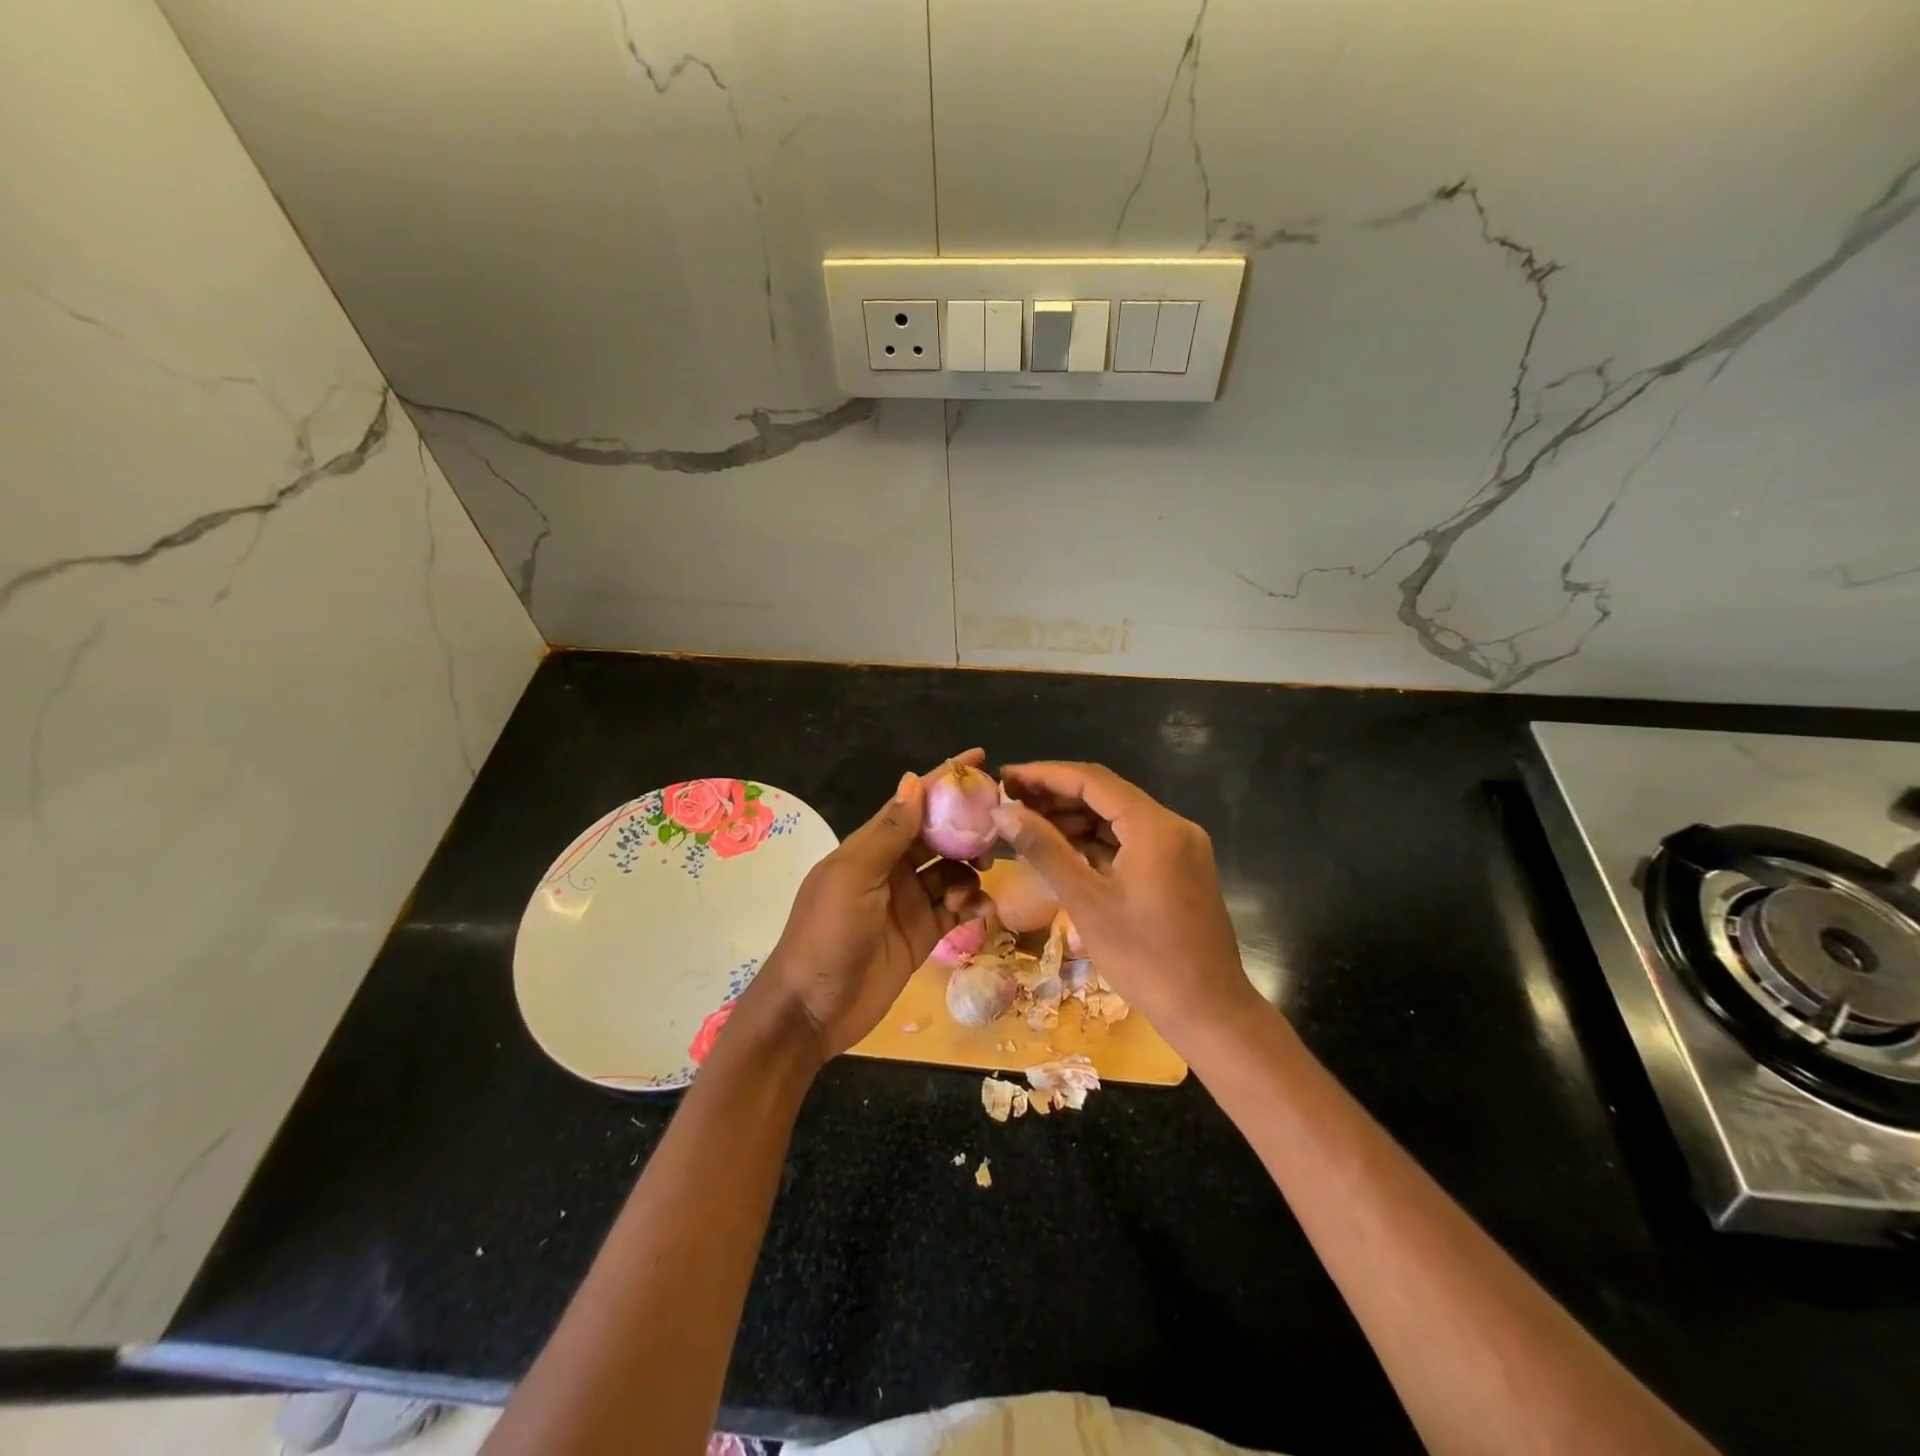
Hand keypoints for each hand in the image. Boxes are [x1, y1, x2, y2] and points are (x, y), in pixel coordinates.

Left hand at [748, 751, 988, 1063]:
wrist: (811, 1011)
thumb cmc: (826, 935)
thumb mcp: (854, 878)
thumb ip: (888, 832)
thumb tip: (914, 780)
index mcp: (870, 848)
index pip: (912, 804)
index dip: (943, 780)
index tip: (979, 758)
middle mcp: (892, 869)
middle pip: (938, 836)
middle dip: (967, 829)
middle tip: (997, 831)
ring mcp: (908, 902)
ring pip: (951, 871)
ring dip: (969, 870)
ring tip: (979, 880)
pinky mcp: (922, 935)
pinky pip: (955, 909)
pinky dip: (971, 904)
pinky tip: (980, 910)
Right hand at [992, 761, 1258, 1044]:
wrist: (1209, 1012)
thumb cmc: (1145, 959)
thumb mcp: (1086, 902)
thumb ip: (1044, 849)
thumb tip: (1002, 812)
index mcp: (1155, 826)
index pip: (1092, 780)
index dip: (1044, 775)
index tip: (1005, 777)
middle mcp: (1172, 826)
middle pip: (1106, 794)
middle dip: (1056, 796)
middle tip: (1009, 802)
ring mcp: (1179, 847)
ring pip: (1117, 817)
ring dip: (1074, 818)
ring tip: (1027, 824)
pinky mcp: (1179, 868)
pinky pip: (1131, 841)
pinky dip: (1096, 841)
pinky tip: (1062, 848)